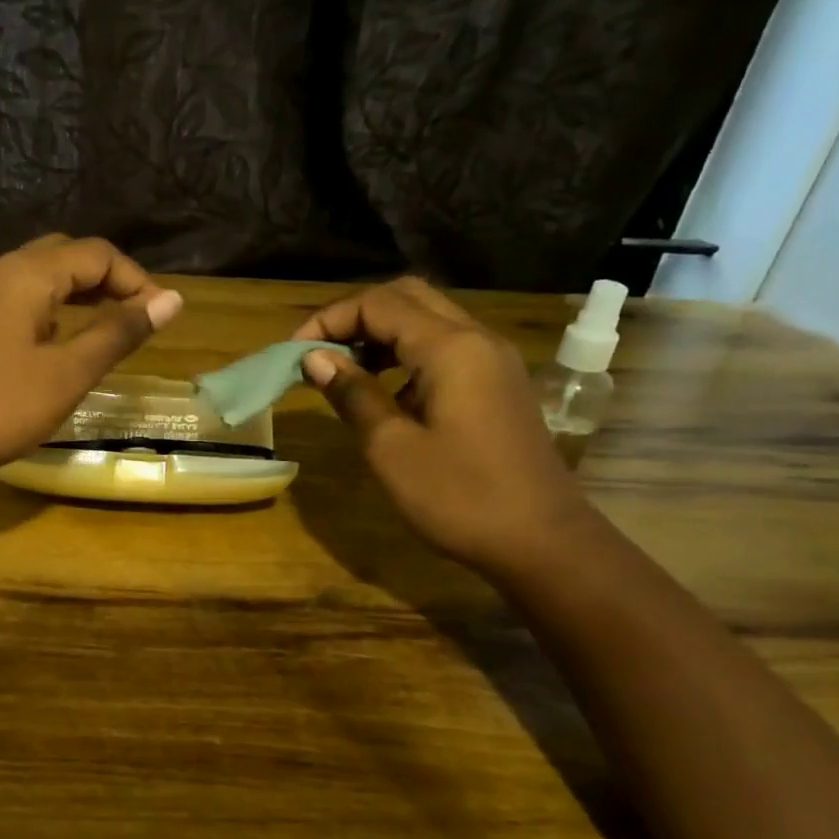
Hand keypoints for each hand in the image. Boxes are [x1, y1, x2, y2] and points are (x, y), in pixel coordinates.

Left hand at [0, 234, 182, 477]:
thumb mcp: (67, 373)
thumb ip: (117, 333)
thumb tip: (170, 300)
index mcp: (27, 274)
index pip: (96, 254)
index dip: (137, 279)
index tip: (162, 318)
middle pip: (64, 256)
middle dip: (107, 280)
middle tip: (134, 318)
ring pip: (36, 278)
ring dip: (76, 295)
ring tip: (103, 330)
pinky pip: (15, 302)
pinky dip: (48, 312)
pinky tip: (52, 346)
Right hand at [294, 278, 595, 576]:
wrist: (543, 542)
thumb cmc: (460, 497)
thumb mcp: (391, 448)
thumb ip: (353, 395)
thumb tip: (315, 359)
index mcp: (451, 349)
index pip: (378, 304)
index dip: (329, 320)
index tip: (295, 354)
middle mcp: (476, 339)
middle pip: (407, 297)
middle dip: (355, 316)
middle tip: (320, 353)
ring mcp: (493, 361)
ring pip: (428, 320)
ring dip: (381, 334)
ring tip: (344, 372)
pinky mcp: (497, 384)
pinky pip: (446, 348)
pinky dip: (406, 355)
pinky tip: (387, 394)